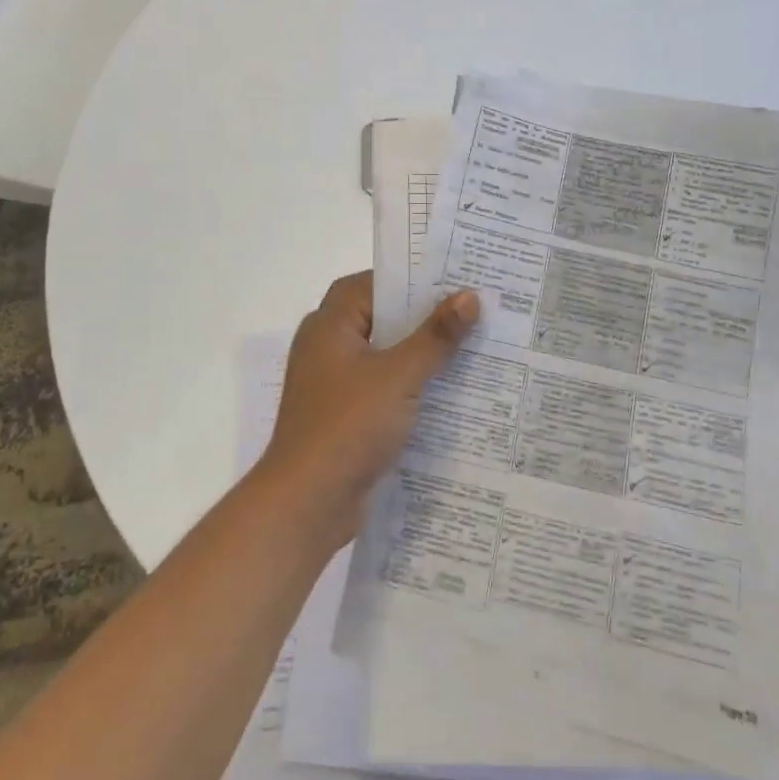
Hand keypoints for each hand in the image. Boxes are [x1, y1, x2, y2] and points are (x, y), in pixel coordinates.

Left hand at [257, 272, 479, 552]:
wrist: (307, 503)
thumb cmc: (348, 426)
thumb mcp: (398, 376)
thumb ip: (435, 336)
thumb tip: (469, 296)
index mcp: (329, 325)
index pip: (371, 284)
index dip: (410, 278)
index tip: (453, 276)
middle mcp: (327, 347)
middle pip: (380, 318)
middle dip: (423, 315)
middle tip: (471, 307)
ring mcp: (334, 383)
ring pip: (384, 354)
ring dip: (420, 352)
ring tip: (471, 344)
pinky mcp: (345, 415)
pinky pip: (383, 386)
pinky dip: (411, 384)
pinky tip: (450, 390)